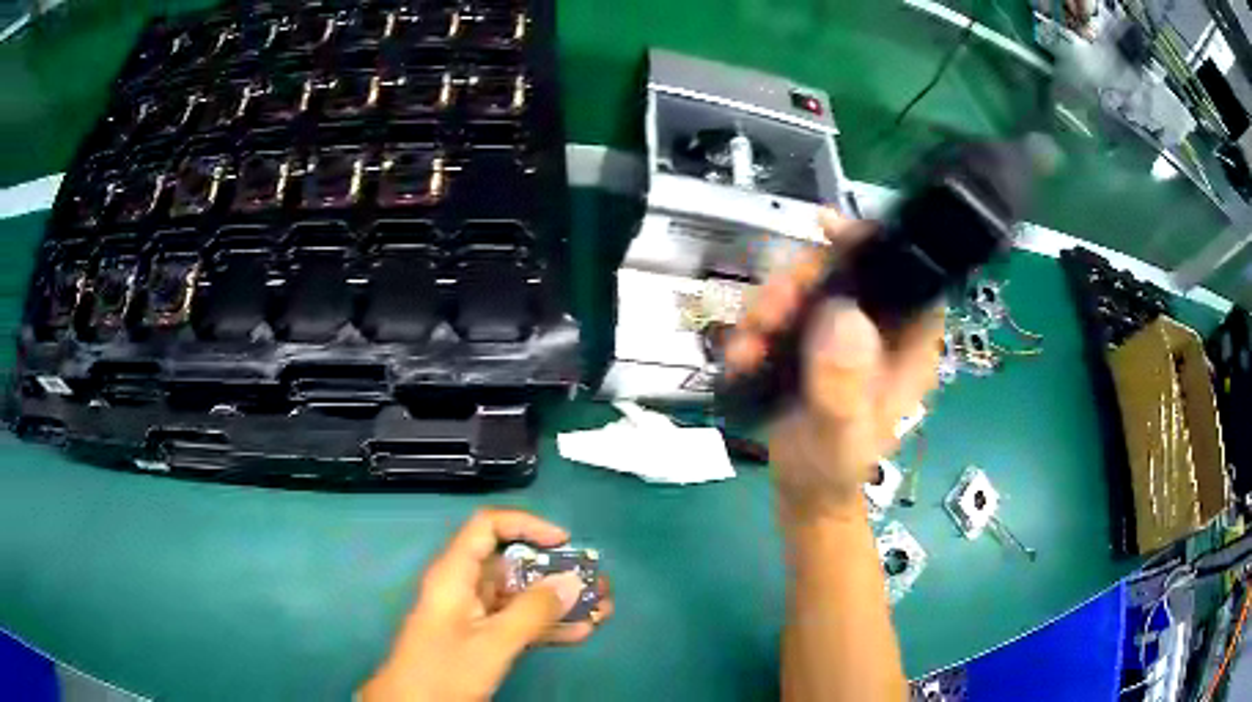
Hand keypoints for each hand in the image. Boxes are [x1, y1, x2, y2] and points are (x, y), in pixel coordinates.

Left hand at [360, 509, 613, 701]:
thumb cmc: (444, 670)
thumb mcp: (491, 643)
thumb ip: (532, 612)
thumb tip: (571, 581)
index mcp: (455, 574)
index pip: (487, 527)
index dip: (526, 525)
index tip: (564, 542)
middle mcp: (465, 587)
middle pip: (513, 564)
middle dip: (557, 572)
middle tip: (597, 583)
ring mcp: (475, 614)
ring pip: (521, 596)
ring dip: (559, 602)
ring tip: (601, 608)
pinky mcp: (482, 637)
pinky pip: (519, 622)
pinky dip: (547, 626)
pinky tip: (581, 632)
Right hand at [725, 209, 943, 518]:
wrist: (804, 488)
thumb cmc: (833, 467)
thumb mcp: (840, 434)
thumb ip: (843, 386)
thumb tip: (843, 315)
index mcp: (908, 346)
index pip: (906, 276)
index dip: (874, 244)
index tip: (828, 230)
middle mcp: (880, 328)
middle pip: (846, 271)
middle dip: (799, 282)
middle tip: (767, 313)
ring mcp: (843, 332)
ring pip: (810, 286)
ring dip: (770, 305)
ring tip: (747, 345)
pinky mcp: (812, 339)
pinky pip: (786, 310)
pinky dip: (758, 323)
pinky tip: (743, 353)